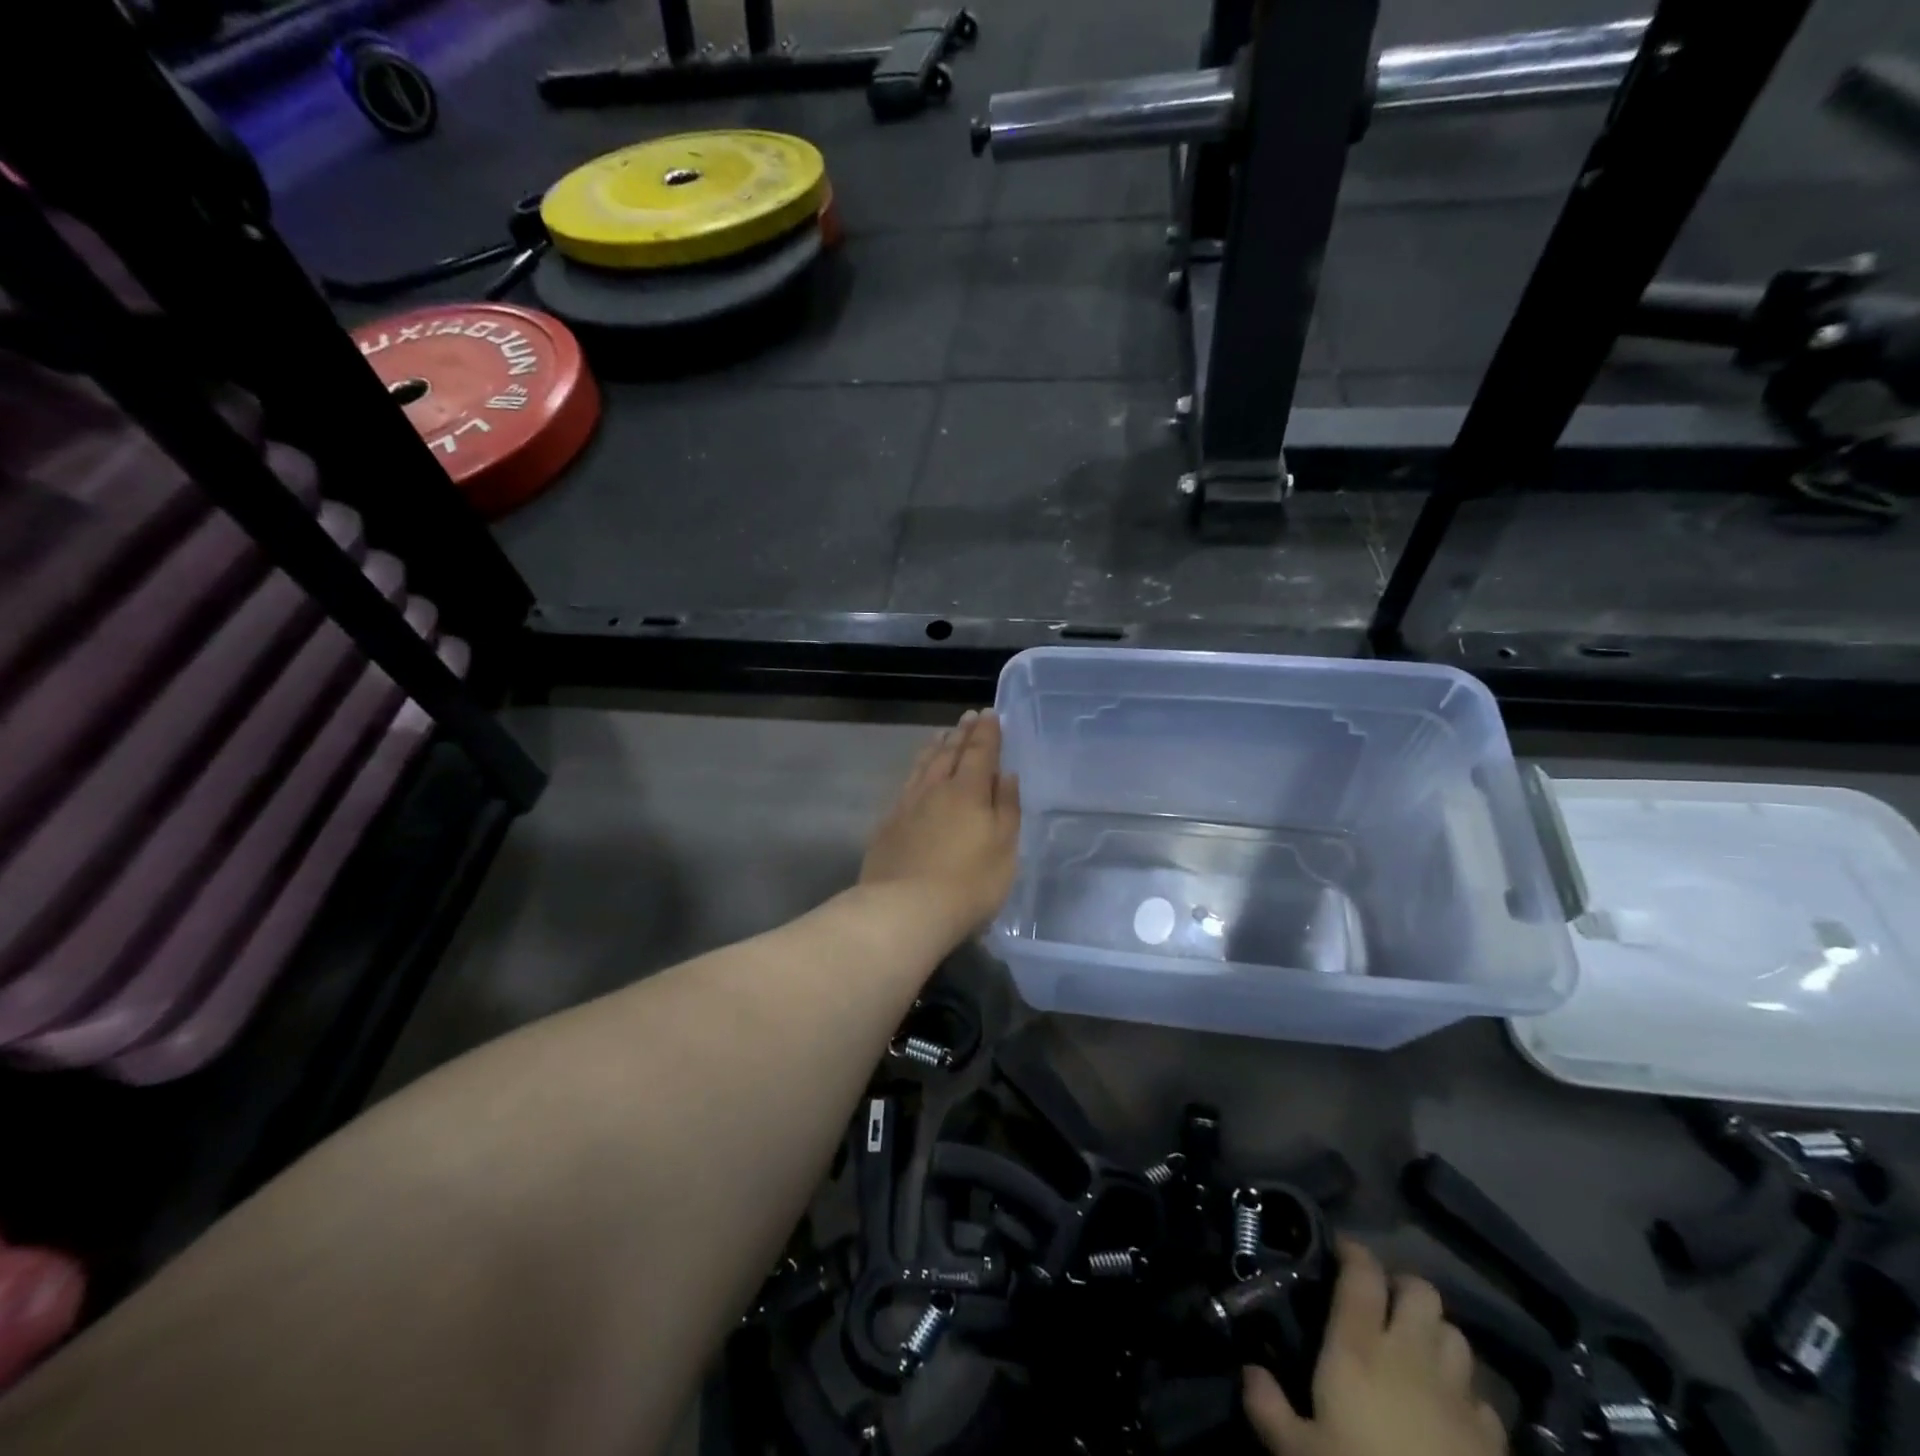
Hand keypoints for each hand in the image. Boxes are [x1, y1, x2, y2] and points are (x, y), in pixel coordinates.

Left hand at [861, 710, 1020, 940]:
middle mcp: (935, 789)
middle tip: (968, 717)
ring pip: (923, 765)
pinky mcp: (887, 825)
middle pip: (950, 753)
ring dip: (936, 747)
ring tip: (942, 735)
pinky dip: (916, 771)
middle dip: (962, 734)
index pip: (980, 752)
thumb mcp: (1004, 848)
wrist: (905, 910)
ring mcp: (907, 805)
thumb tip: (1006, 775)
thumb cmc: (969, 883)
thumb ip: (1007, 808)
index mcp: (968, 791)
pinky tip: (916, 776)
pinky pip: (906, 785)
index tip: (990, 714)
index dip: (987, 732)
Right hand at [1243, 1240, 1505, 1455]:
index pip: (1362, 1275)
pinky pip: (1481, 1397)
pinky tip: (1449, 1411)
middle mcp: (1410, 1356)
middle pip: (1421, 1292)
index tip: (1339, 1250)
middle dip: (1402, 1288)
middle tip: (1381, 1303)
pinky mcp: (1491, 1439)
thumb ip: (1269, 1408)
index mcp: (1359, 1348)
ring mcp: (1457, 1397)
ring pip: (1456, 1335)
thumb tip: (1248, 1371)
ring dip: (1436, 1335)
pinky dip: (1465, 1394)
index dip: (1353, 1252)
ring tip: (1417, 1351)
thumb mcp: (1299, 1452)